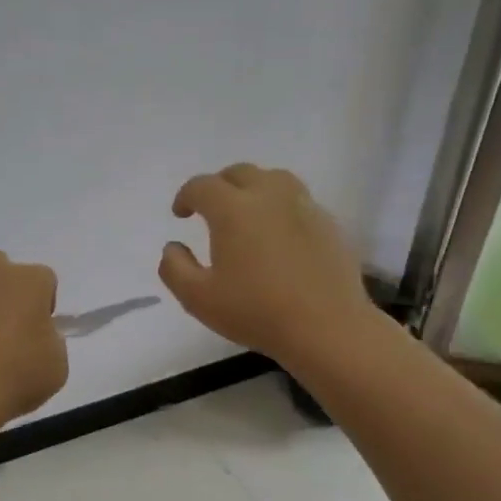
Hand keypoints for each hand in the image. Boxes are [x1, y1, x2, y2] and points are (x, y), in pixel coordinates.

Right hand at [159, 164, 372, 362]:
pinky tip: (278, 234)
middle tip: (210, 209)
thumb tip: (172, 247)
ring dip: (253, 188)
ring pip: (274, 179)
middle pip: (240, 173)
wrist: (327, 328)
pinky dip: (280, 207)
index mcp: (233, 209)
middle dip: (219, 186)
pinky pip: (298, 201)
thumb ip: (174, 268)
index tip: (180, 214)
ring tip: (246, 212)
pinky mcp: (328, 224)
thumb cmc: (256, 312)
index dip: (185, 196)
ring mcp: (304, 206)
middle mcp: (269, 196)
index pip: (202, 186)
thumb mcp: (198, 299)